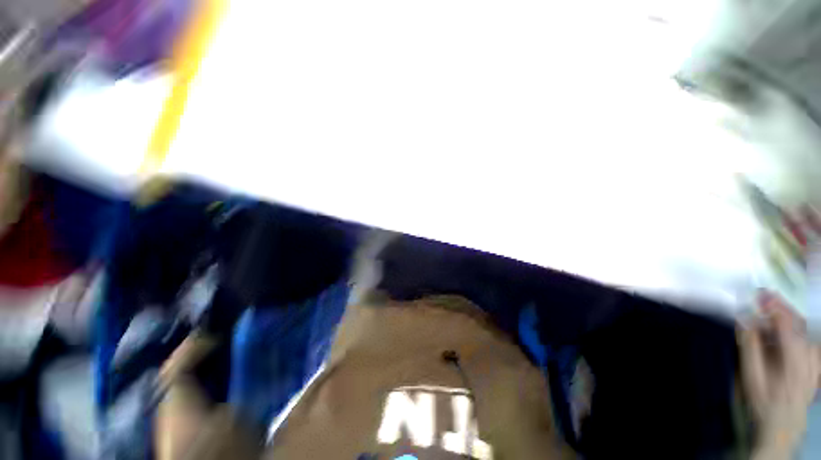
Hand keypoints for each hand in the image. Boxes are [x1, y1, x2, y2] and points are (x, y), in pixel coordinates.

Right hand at [738, 291, 820, 458]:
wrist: (783, 423)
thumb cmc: (763, 400)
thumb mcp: (752, 378)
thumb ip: (750, 348)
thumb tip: (745, 320)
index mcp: (792, 361)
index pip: (787, 327)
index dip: (775, 309)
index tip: (760, 296)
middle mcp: (809, 358)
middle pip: (799, 326)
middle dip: (783, 309)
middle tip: (767, 297)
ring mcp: (815, 361)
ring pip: (807, 333)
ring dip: (792, 318)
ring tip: (777, 311)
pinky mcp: (817, 364)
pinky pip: (813, 343)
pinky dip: (803, 331)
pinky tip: (796, 329)